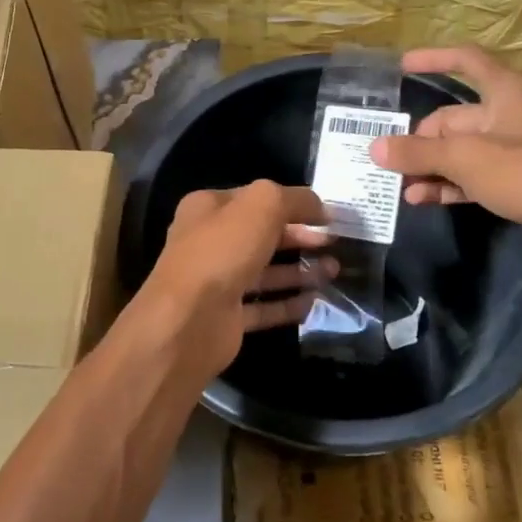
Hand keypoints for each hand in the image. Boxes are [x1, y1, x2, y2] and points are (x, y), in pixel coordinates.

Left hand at [129, 181, 334, 384]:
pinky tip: (314, 302)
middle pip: (262, 236)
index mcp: (208, 209)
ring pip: (265, 272)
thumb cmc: (222, 252)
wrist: (188, 322)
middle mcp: (208, 243)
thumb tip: (320, 206)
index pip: (255, 199)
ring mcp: (216, 282)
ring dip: (299, 271)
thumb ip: (294, 199)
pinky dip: (288, 304)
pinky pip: (263, 308)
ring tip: (334, 271)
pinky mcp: (226, 318)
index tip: (326, 215)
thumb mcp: (262, 206)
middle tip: (334, 243)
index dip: (292, 203)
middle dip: (300, 238)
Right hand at [369, 45, 521, 268]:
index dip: (435, 59)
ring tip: (396, 185)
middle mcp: (508, 116)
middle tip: (386, 161)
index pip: (467, 61)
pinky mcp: (516, 183)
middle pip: (453, 118)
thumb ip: (419, 152)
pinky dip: (447, 185)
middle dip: (419, 139)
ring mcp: (513, 152)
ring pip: (459, 152)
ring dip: (429, 167)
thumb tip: (376, 147)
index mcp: (505, 93)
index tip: (402, 65)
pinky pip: (471, 177)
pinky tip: (420, 199)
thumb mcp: (467, 159)